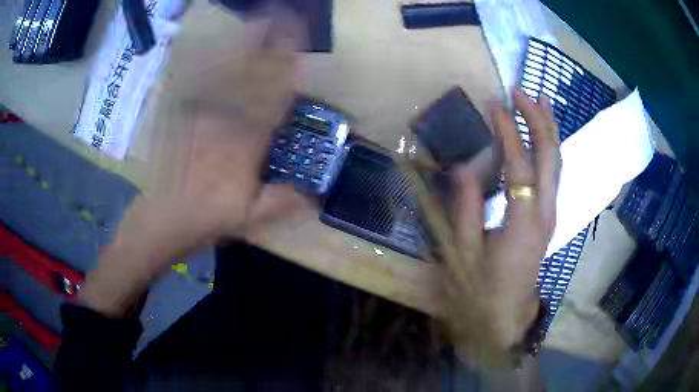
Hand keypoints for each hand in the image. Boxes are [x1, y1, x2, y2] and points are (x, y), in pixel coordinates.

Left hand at [77, 9, 307, 317]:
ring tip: (255, 19)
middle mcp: (225, 119)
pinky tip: (213, 44)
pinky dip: (206, 60)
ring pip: (224, 71)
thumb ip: (284, 201)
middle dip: (268, 42)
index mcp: (246, 141)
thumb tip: (318, 194)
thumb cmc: (208, 217)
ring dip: (241, 43)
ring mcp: (200, 113)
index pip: (273, 95)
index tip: (298, 42)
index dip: (287, 65)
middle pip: (250, 73)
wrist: (163, 217)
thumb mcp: (251, 218)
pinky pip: (195, 83)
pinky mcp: (181, 116)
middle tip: (280, 15)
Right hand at [443, 89, 559, 364]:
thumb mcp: (463, 254)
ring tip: (539, 100)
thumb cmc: (481, 290)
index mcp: (523, 223)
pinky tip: (543, 134)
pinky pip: (553, 173)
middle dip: (538, 119)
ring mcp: (551, 213)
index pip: (520, 165)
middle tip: (520, 91)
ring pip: (557, 162)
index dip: (508, 132)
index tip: (493, 105)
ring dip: (549, 128)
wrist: (505, 316)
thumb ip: (465, 209)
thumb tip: (463, 166)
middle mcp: (545, 213)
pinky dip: (549, 147)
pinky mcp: (549, 216)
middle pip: (550, 156)